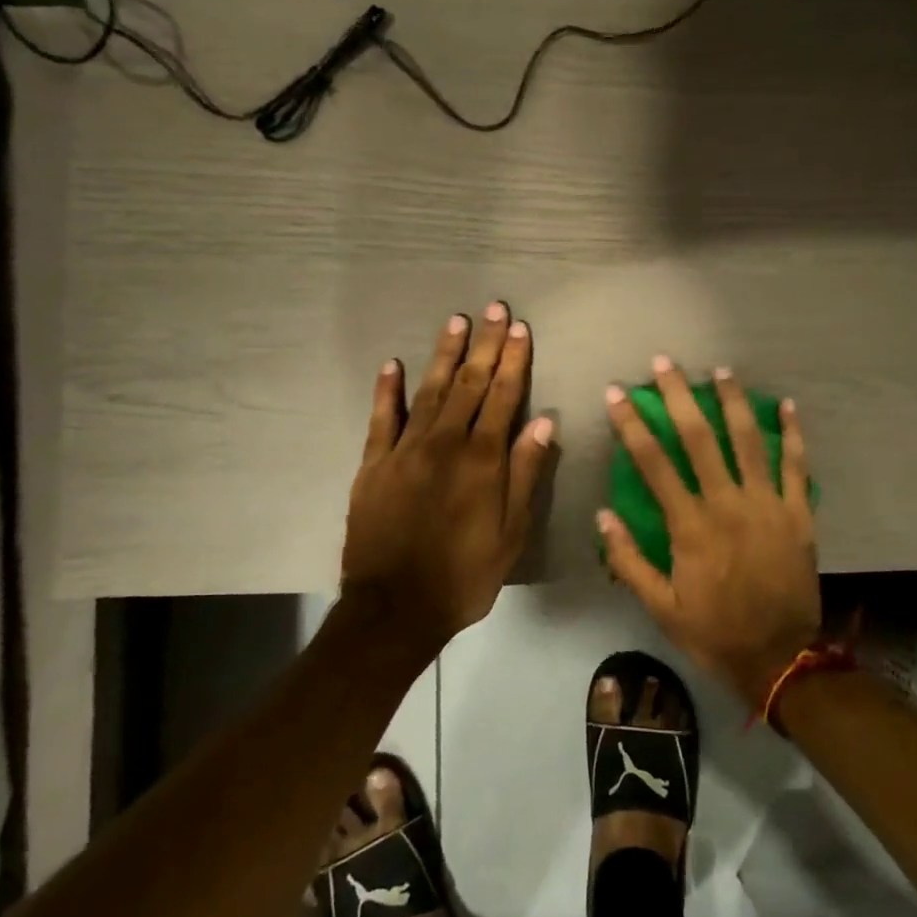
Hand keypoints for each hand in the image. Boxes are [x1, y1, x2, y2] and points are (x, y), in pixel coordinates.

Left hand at [343, 304, 555, 643]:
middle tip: (494, 308)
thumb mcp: (511, 533)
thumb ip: (526, 474)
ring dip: (445, 355)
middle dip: (485, 345)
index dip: (514, 361)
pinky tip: (392, 364)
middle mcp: (444, 444)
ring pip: (429, 391)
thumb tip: (542, 422)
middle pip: (469, 385)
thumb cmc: (465, 575)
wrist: (395, 609)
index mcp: (482, 461)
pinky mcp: (373, 465)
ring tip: (457, 322)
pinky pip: (380, 419)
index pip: (503, 397)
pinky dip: (386, 390)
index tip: (520, 328)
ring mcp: (404, 451)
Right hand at [599, 358, 820, 705]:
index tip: (617, 393)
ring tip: (720, 371)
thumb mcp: (660, 607)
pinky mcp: (799, 514)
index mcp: (690, 525)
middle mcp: (727, 503)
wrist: (779, 657)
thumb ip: (629, 561)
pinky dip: (793, 434)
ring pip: (749, 441)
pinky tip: (786, 405)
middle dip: (680, 396)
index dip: (632, 424)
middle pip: (700, 438)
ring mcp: (768, 505)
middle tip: (665, 362)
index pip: (653, 462)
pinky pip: (797, 466)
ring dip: (733, 402)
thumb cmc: (714, 631)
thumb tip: (603, 515)